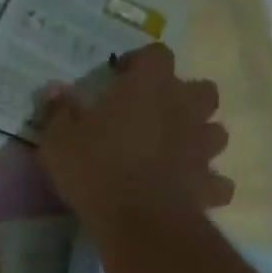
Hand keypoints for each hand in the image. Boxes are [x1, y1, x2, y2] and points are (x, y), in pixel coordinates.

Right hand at [36, 44, 234, 231]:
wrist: (137, 217)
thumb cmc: (96, 169)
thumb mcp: (59, 141)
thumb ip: (58, 113)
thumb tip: (54, 91)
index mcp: (150, 85)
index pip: (154, 54)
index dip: (138, 63)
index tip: (119, 79)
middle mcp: (185, 107)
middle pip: (199, 89)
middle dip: (182, 99)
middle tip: (155, 118)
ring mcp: (202, 145)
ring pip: (215, 132)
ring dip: (199, 138)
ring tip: (176, 153)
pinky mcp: (208, 183)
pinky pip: (216, 181)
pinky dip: (206, 184)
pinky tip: (190, 191)